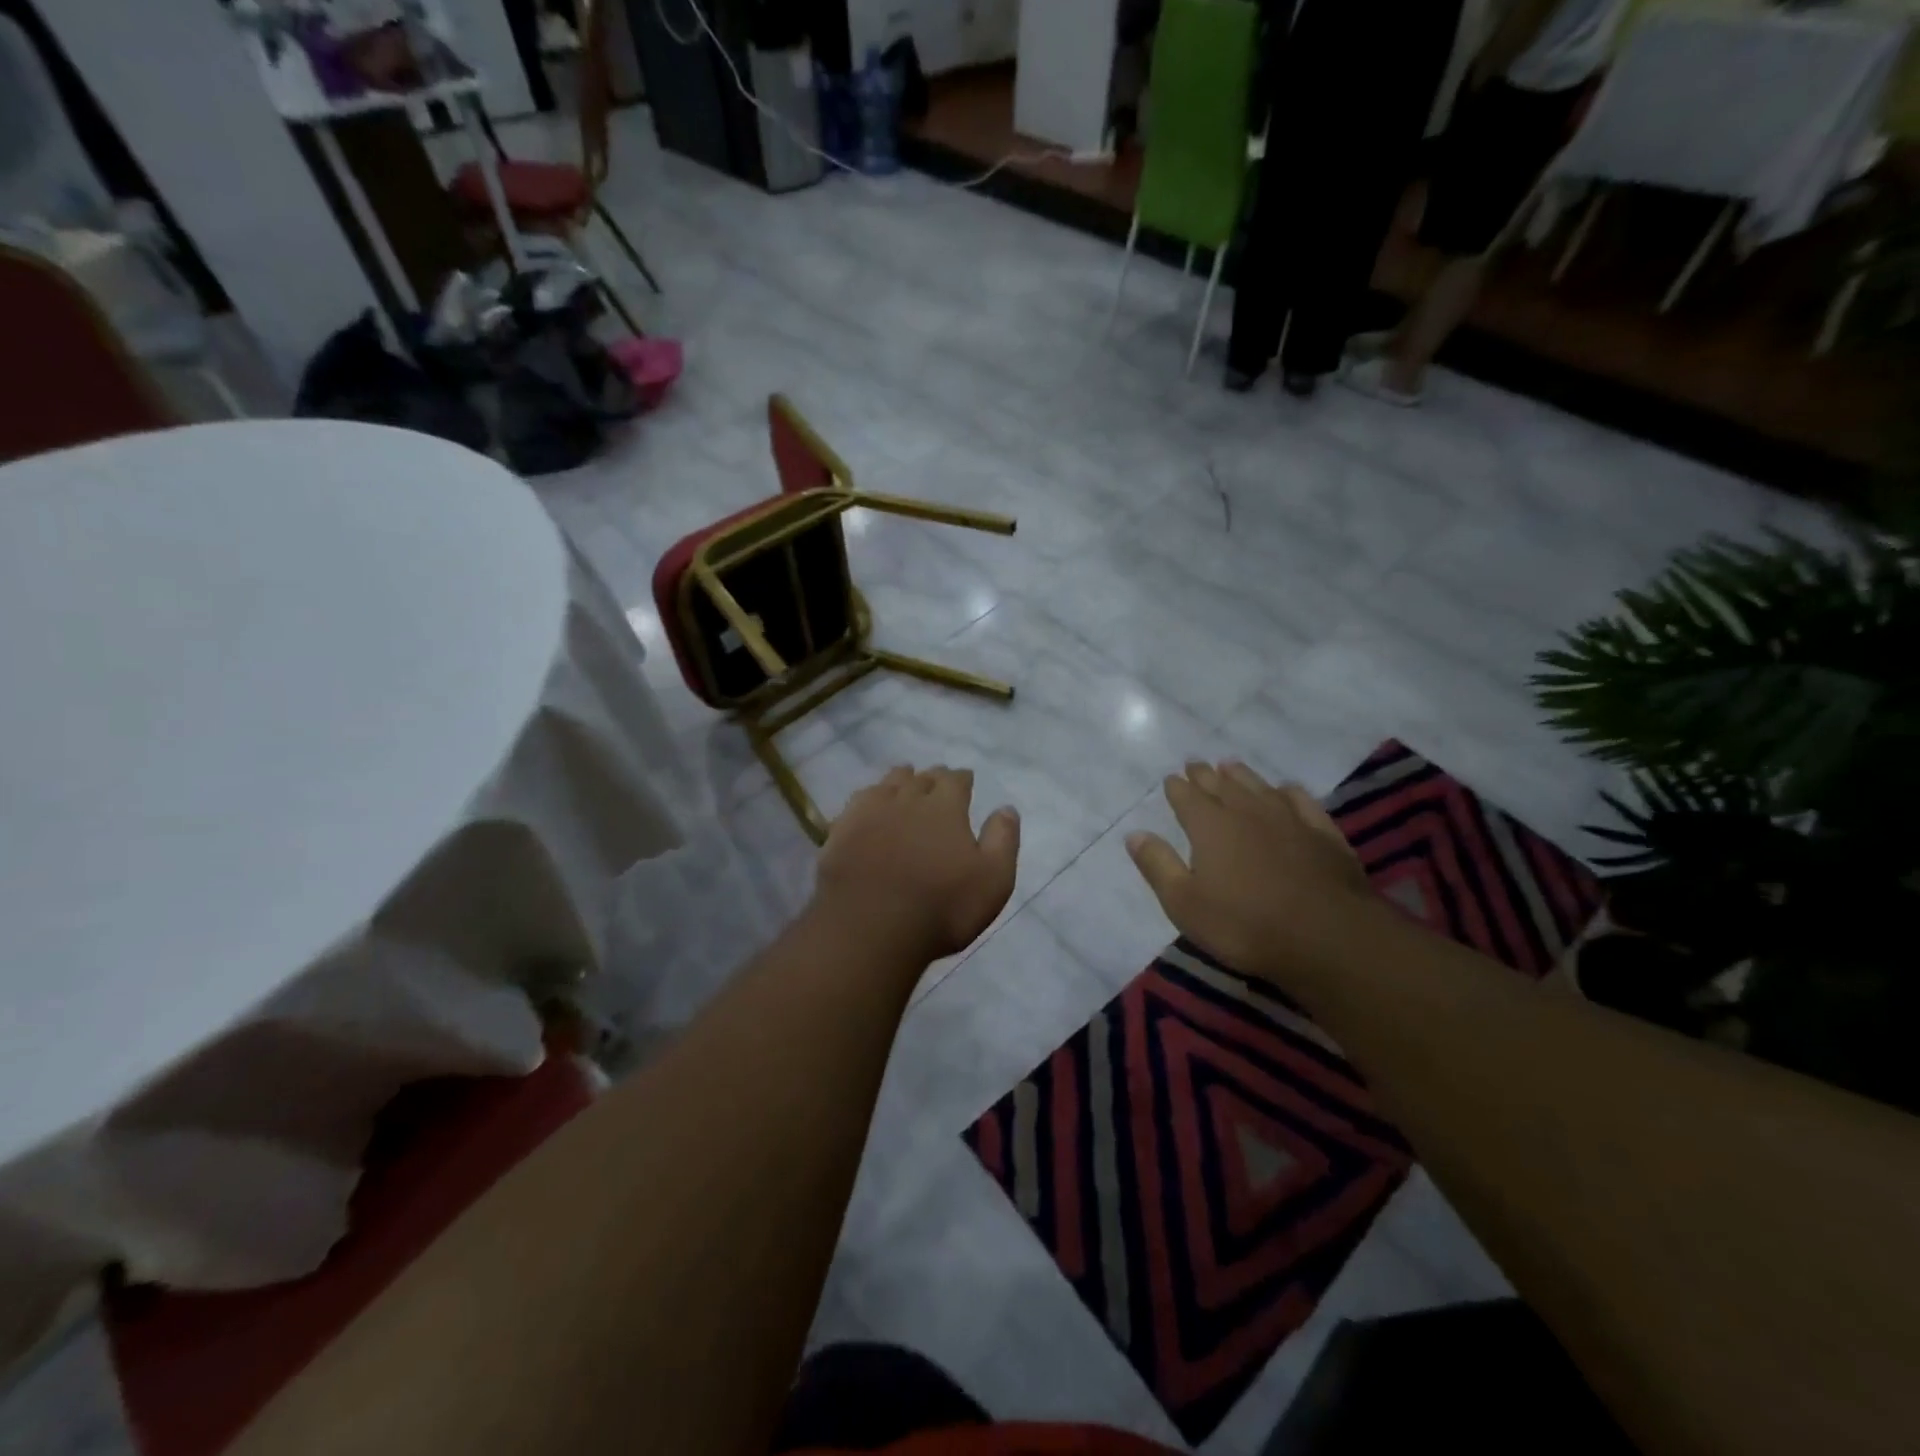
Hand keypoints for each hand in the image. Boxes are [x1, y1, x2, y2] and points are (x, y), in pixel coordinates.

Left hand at [814, 766, 1019, 963]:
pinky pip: (858, 801)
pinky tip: (869, 802)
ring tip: (904, 779)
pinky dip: (870, 796)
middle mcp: (908, 799)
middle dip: (932, 777)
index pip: (955, 780)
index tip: (965, 779)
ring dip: (900, 779)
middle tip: (936, 780)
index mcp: (945, 808)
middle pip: (921, 778)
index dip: (962, 778)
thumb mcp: (992, 880)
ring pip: (888, 783)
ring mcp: (870, 812)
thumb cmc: (941, 907)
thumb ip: (1003, 840)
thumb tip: (1006, 808)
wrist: (870, 927)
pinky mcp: (842, 830)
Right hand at [1126, 760, 1376, 987]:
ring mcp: (1289, 819)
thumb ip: (1158, 865)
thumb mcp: (1184, 903)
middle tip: (1195, 764)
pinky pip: (1301, 801)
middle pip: (1221, 785)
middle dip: (1205, 775)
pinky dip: (1288, 792)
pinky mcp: (1323, 834)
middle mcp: (1247, 811)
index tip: (1171, 779)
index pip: (1187, 797)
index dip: (1176, 787)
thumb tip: (1134, 834)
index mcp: (1210, 826)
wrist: (1327, 937)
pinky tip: (1285, 790)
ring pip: (1259, 786)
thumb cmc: (1244, 924)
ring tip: (1231, 766)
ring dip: (1242, 775)